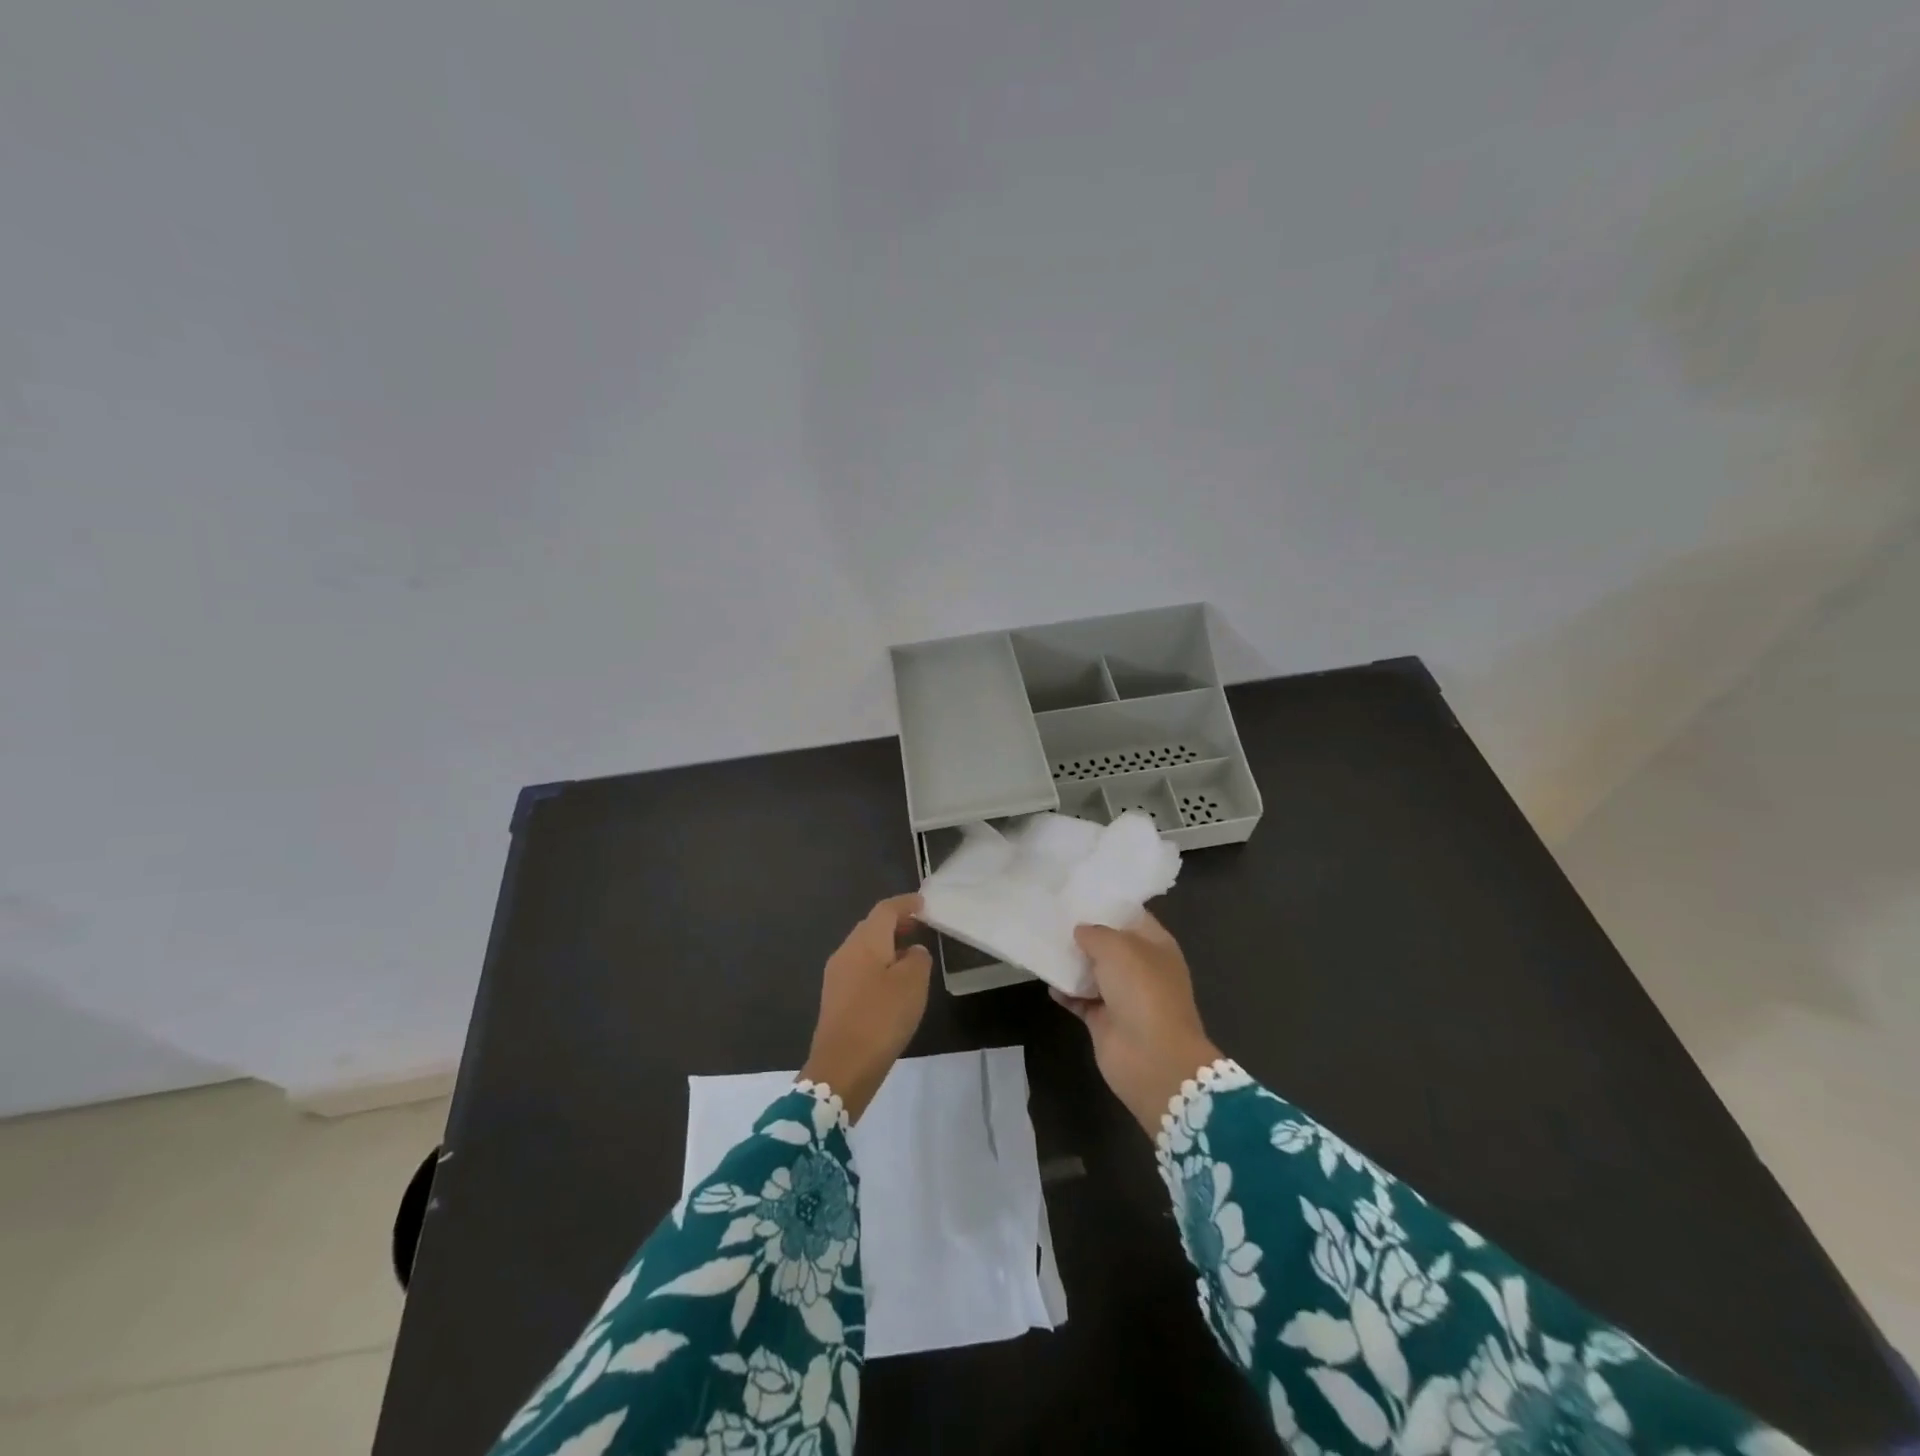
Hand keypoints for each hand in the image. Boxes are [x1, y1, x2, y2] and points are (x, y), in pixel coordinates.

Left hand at [801, 894, 932, 1122]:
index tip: (923, 903)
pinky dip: (878, 966)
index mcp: (865, 941)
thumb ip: (918, 958)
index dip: (905, 904)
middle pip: (872, 927)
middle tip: (920, 926)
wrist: (842, 1067)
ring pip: (865, 949)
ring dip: (887, 946)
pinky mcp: (835, 998)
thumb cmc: (881, 1017)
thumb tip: (912, 951)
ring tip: (911, 955)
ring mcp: (836, 976)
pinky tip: (893, 984)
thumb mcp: (913, 984)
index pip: (885, 910)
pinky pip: (860, 969)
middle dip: (896, 923)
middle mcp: (846, 951)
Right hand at [1053, 912, 1220, 1135]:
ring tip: (1042, 941)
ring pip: (1092, 971)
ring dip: (1071, 961)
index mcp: (1156, 945)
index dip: (1107, 904)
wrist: (1152, 1058)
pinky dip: (1064, 991)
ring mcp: (1123, 995)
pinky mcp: (1104, 1020)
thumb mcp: (1118, 948)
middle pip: (1109, 944)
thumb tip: (1081, 931)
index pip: (1131, 916)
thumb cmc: (1142, 991)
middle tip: (1052, 914)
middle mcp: (1141, 967)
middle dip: (1084, 932)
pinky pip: (1080, 998)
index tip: (1077, 892)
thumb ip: (1096, 933)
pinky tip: (1046, 979)